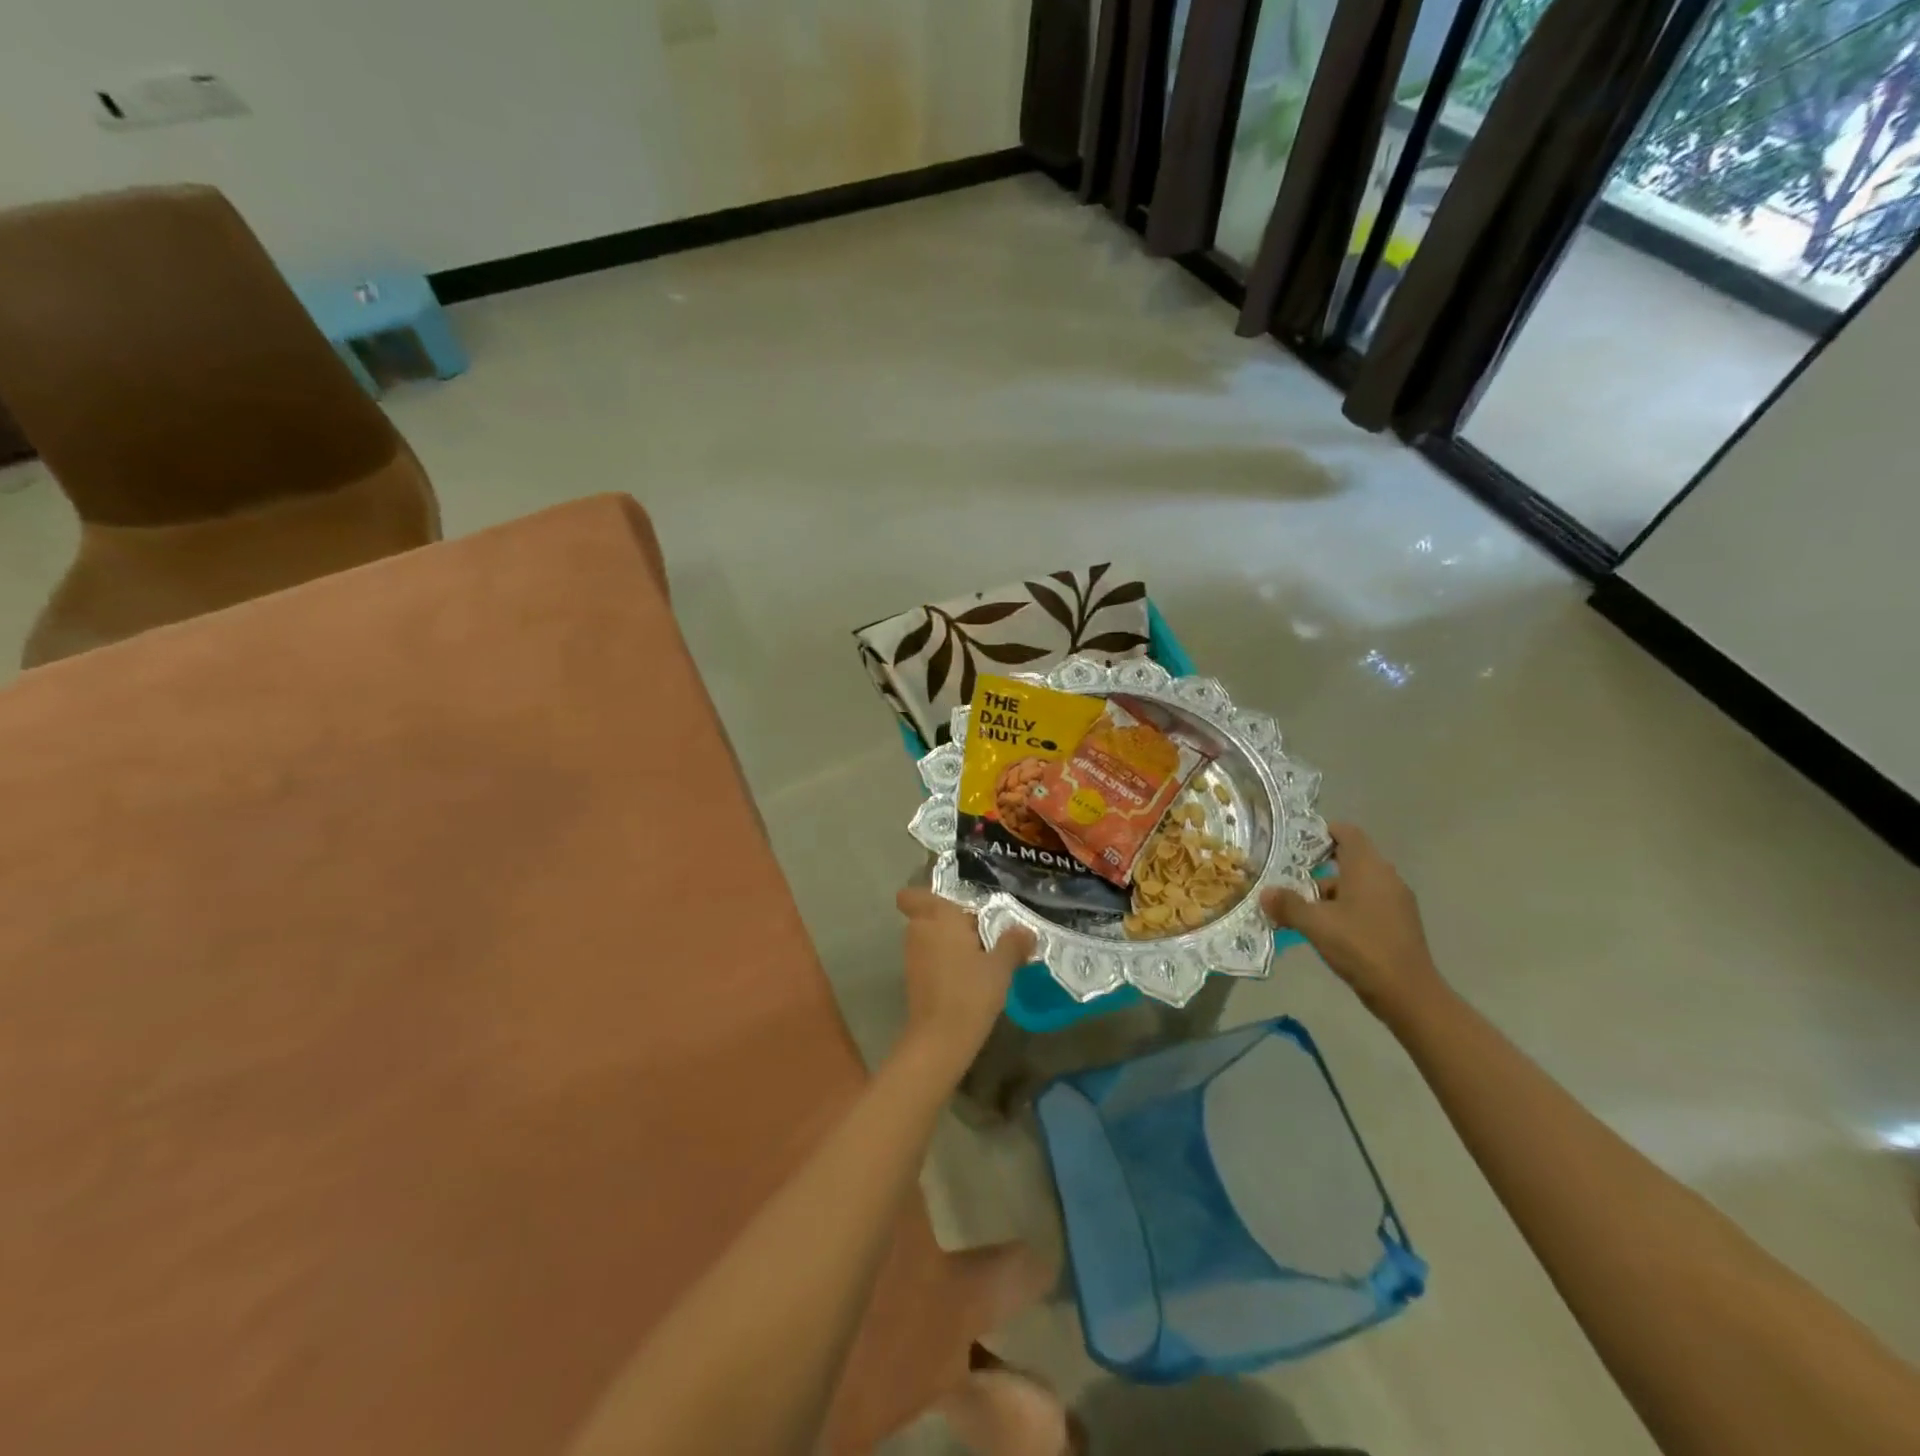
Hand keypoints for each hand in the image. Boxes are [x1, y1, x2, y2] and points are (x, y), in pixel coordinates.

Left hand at [896, 889, 1033, 1074]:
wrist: (941, 1038)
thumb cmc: (971, 992)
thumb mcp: (1000, 967)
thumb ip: (1012, 944)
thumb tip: (1025, 931)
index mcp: (937, 917)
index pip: (912, 895)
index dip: (926, 897)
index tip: (954, 907)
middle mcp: (919, 931)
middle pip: (928, 915)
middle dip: (950, 921)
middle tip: (982, 933)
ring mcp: (912, 956)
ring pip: (929, 937)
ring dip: (949, 943)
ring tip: (981, 957)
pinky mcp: (913, 979)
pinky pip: (929, 958)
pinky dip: (944, 962)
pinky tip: (969, 978)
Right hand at [1262, 823, 1445, 1026]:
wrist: (1408, 993)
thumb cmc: (1360, 947)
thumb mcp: (1315, 924)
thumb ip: (1288, 905)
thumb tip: (1265, 893)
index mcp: (1368, 867)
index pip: (1347, 832)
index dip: (1322, 833)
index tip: (1297, 844)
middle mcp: (1386, 877)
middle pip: (1351, 859)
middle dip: (1319, 867)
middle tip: (1290, 877)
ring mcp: (1397, 901)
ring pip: (1358, 883)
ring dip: (1331, 891)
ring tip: (1303, 908)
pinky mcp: (1400, 923)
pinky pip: (1368, 903)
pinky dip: (1347, 907)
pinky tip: (1328, 929)